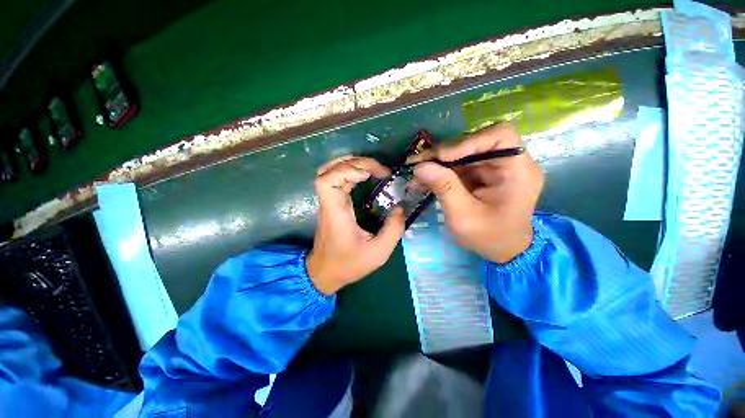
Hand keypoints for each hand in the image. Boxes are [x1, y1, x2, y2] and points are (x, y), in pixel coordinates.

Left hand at [306, 156, 404, 294]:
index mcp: (336, 213)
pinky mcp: (333, 204)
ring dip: (350, 164)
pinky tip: (364, 175)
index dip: (345, 170)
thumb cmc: (349, 264)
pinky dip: (350, 172)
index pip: (326, 181)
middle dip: (355, 163)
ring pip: (330, 171)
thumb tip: (400, 207)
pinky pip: (336, 180)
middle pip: (329, 170)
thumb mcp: (378, 253)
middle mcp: (329, 203)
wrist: (325, 273)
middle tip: (379, 169)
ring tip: (372, 167)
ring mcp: (329, 202)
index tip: (367, 175)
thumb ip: (393, 229)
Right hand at [413, 124, 543, 262]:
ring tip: (417, 176)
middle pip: (475, 144)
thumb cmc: (489, 237)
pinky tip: (424, 182)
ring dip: (438, 165)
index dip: (468, 141)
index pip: (499, 135)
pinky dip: (440, 173)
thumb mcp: (464, 216)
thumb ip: (444, 188)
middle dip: (444, 154)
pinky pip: (458, 167)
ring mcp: (494, 169)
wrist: (502, 252)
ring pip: (462, 155)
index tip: (442, 157)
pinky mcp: (481, 176)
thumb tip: (420, 166)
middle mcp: (508, 163)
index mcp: (518, 170)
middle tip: (419, 163)